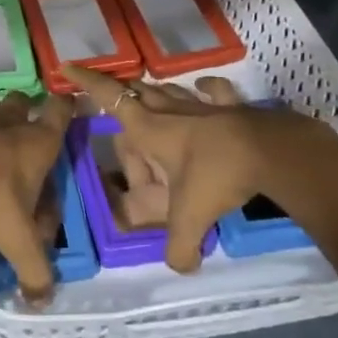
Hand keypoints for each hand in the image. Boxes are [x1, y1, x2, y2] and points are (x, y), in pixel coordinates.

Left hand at [0, 91, 72, 304]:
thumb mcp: (18, 241)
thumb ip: (35, 272)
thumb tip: (42, 303)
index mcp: (38, 143)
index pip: (61, 111)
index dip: (65, 107)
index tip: (65, 110)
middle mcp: (10, 121)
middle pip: (21, 102)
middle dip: (22, 112)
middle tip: (17, 136)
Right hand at [62, 66, 337, 273]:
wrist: (271, 150)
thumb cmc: (218, 174)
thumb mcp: (192, 217)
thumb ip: (179, 247)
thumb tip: (179, 268)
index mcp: (150, 129)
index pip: (109, 98)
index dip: (87, 82)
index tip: (67, 68)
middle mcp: (170, 110)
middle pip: (138, 91)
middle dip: (121, 94)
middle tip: (112, 104)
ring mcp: (201, 105)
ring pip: (169, 90)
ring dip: (156, 94)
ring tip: (149, 100)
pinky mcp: (229, 106)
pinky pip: (212, 91)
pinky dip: (205, 89)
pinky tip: (202, 88)